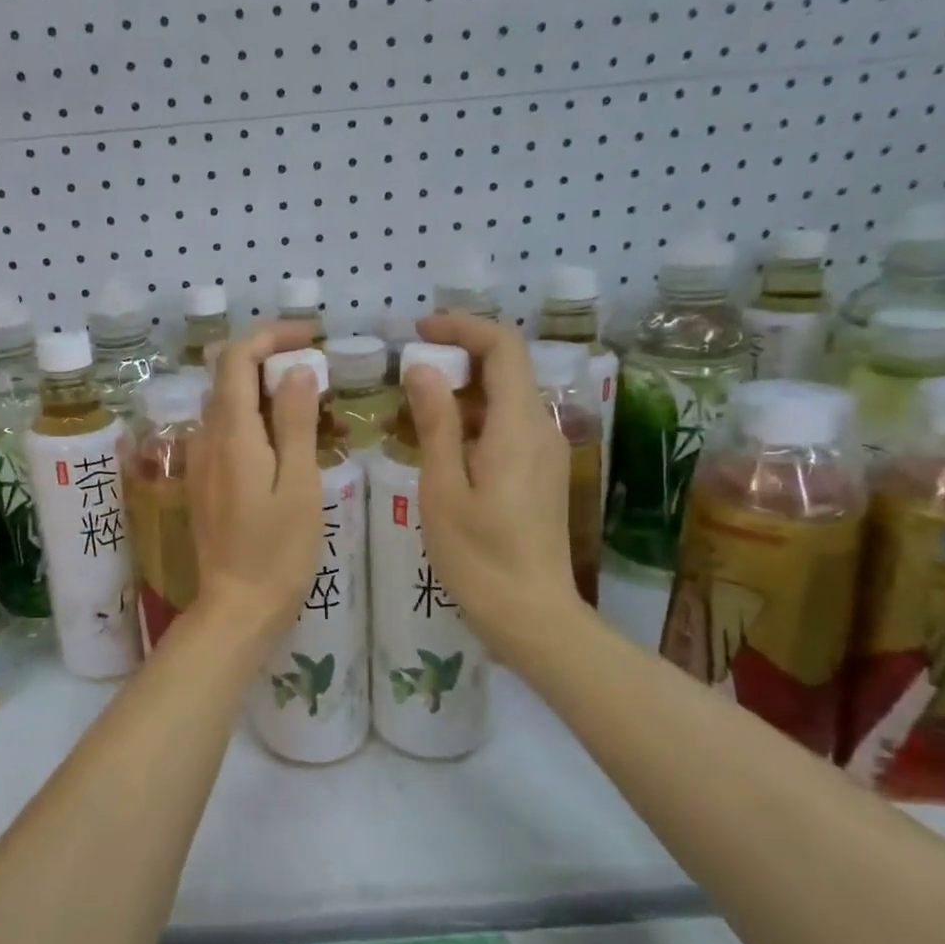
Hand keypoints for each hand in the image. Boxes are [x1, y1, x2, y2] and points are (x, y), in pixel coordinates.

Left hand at [186, 322, 323, 645]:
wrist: (236, 605)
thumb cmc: (278, 551)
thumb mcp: (300, 485)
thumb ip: (296, 423)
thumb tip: (295, 371)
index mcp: (231, 434)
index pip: (236, 358)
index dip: (270, 336)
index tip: (311, 337)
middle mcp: (206, 438)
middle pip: (228, 376)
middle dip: (269, 359)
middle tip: (318, 372)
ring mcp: (200, 459)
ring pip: (226, 403)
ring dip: (263, 390)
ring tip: (310, 406)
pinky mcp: (203, 479)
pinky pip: (225, 431)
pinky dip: (253, 418)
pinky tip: (285, 441)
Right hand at [403, 313, 580, 659]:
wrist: (531, 615)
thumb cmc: (479, 555)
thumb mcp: (443, 488)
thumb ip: (436, 423)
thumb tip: (424, 369)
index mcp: (518, 426)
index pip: (502, 348)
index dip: (462, 328)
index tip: (418, 331)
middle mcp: (539, 430)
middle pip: (503, 371)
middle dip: (453, 361)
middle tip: (402, 373)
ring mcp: (542, 453)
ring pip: (501, 401)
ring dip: (456, 395)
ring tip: (405, 411)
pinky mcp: (537, 475)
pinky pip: (503, 429)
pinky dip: (468, 423)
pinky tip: (432, 446)